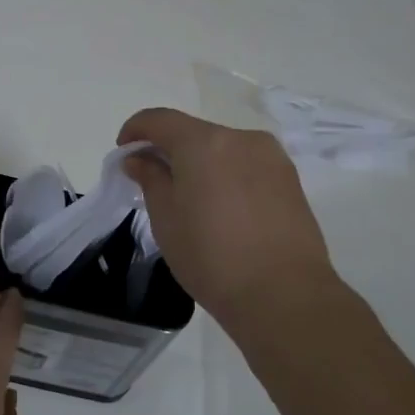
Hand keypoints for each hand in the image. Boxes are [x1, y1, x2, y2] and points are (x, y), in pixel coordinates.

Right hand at [118, 108, 345, 336]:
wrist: (284, 296)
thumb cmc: (212, 257)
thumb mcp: (166, 219)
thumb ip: (150, 178)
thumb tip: (139, 158)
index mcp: (204, 142)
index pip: (160, 119)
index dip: (136, 130)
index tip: (124, 153)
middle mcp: (241, 138)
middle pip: (194, 132)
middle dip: (169, 150)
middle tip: (154, 182)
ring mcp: (271, 157)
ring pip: (223, 149)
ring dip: (200, 163)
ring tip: (192, 200)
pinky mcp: (290, 179)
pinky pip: (246, 165)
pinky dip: (227, 175)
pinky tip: (223, 209)